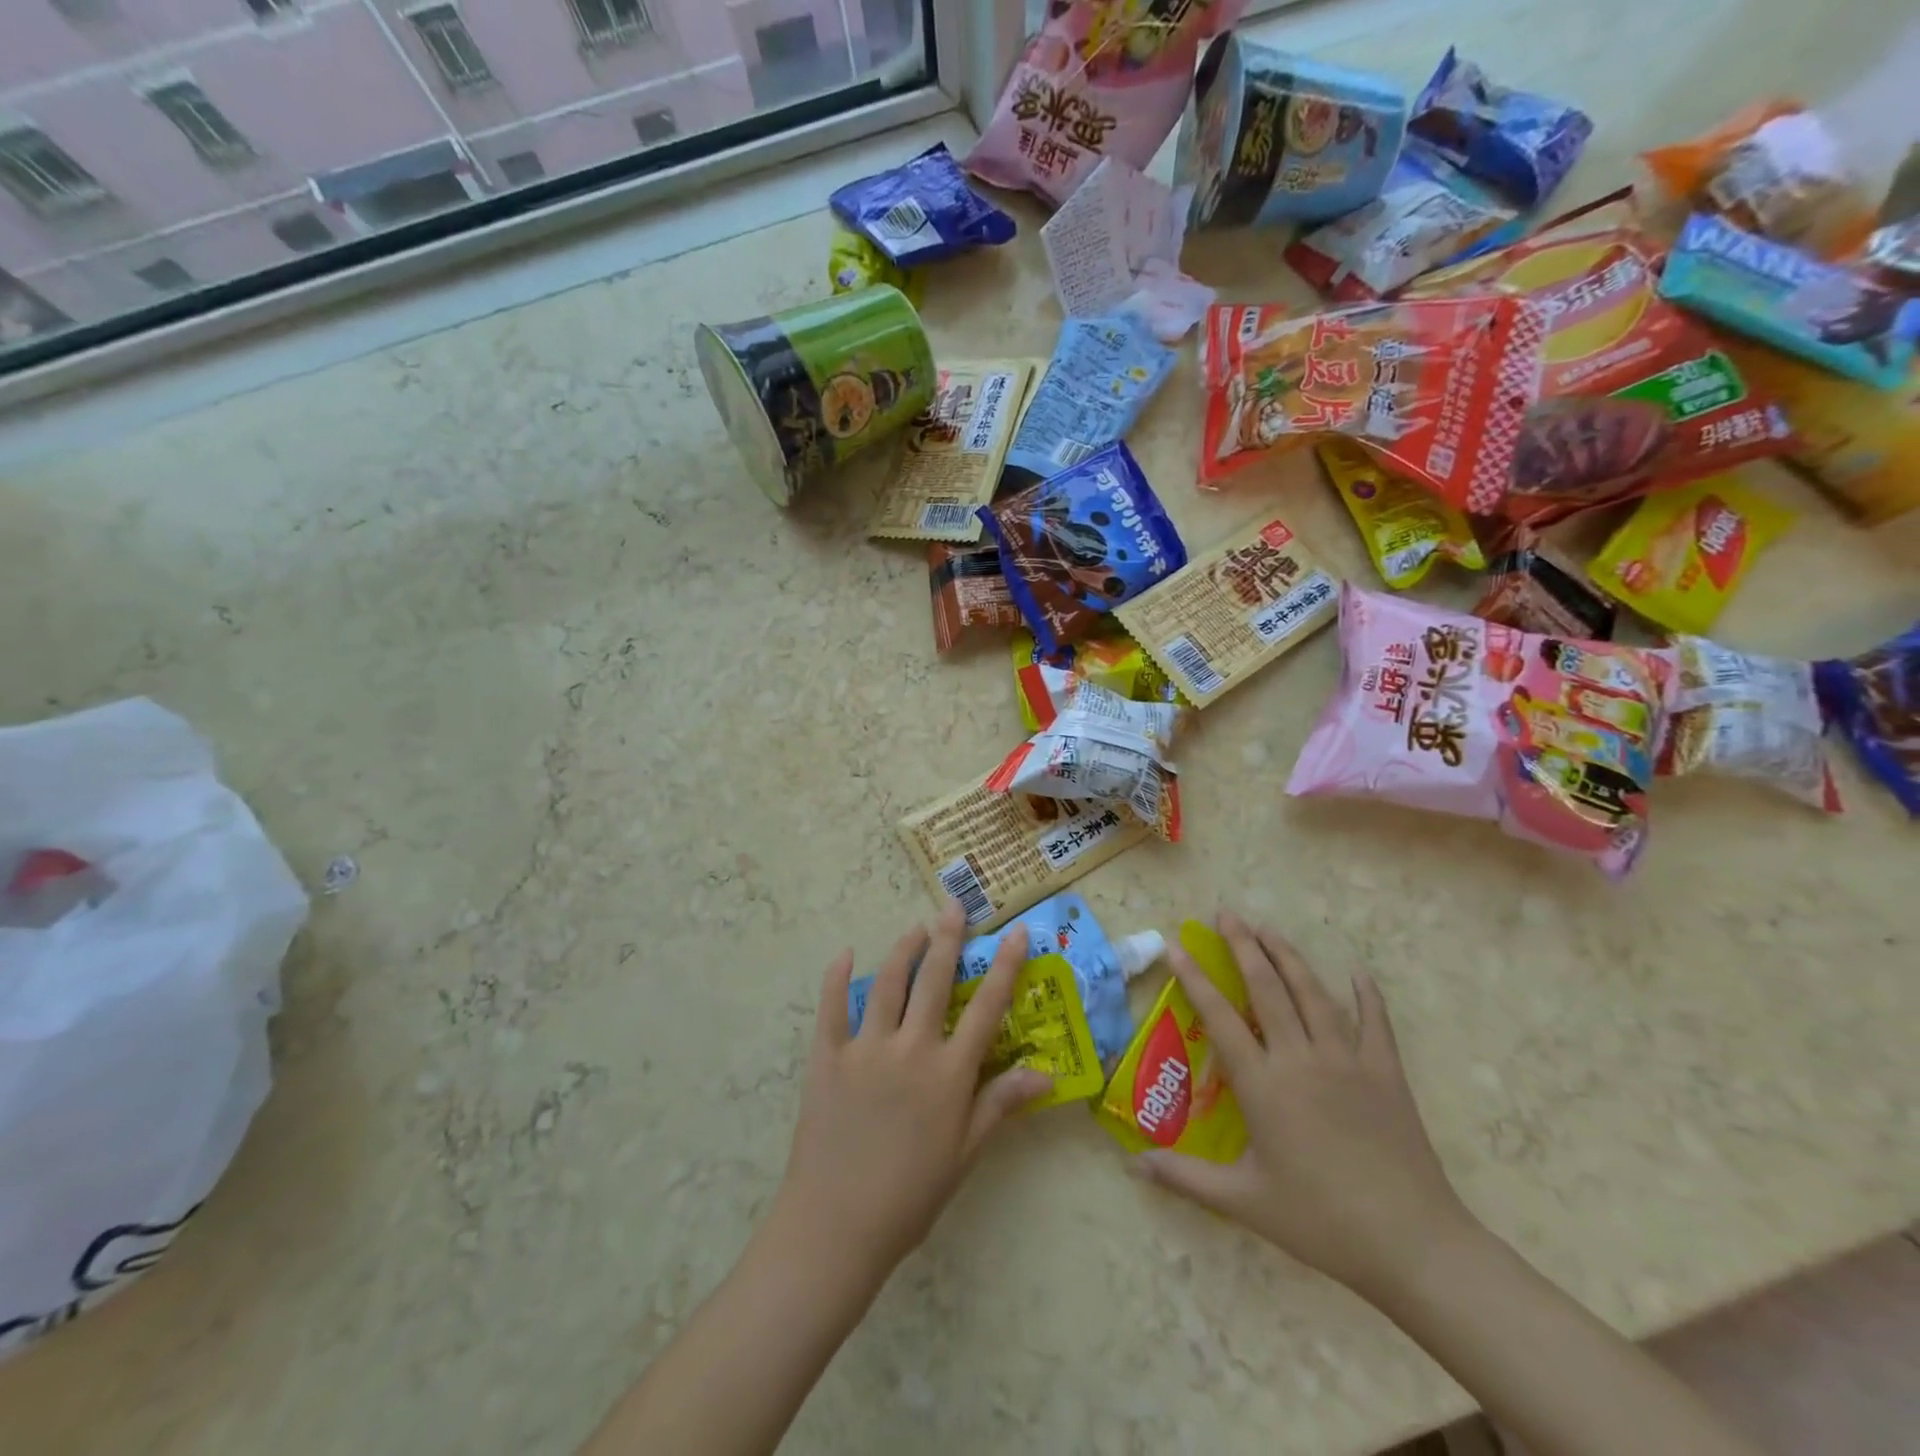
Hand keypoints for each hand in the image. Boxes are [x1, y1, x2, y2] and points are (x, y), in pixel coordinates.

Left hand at [769, 902, 1051, 1290]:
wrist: (836, 1225)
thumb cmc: (911, 1195)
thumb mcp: (965, 1153)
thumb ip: (1001, 1104)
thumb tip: (1046, 1074)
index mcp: (949, 1073)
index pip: (986, 1008)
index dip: (1006, 966)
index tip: (1016, 932)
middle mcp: (911, 1048)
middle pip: (934, 980)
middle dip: (948, 938)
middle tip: (953, 906)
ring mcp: (866, 1048)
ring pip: (888, 984)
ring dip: (903, 950)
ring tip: (915, 928)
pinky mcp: (827, 1057)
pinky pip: (831, 1008)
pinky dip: (836, 978)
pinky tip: (843, 955)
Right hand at [1133, 913, 1475, 1299]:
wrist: (1412, 1244)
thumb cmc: (1321, 1221)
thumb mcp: (1244, 1201)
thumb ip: (1186, 1178)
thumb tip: (1134, 1164)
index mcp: (1263, 1084)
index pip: (1219, 1017)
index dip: (1195, 978)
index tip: (1177, 946)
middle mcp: (1300, 1059)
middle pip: (1267, 988)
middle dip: (1244, 946)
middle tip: (1226, 914)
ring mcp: (1347, 1061)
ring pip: (1313, 993)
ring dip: (1288, 956)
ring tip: (1268, 929)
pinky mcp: (1386, 1073)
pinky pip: (1375, 1023)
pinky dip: (1366, 994)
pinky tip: (1358, 972)